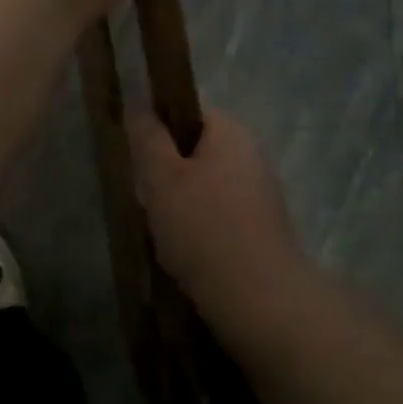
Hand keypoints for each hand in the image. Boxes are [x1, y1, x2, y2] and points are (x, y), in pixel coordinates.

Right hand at [130, 109, 307, 333]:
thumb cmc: (204, 228)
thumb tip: (138, 101)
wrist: (261, 302)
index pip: (188, 114)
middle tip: (149, 202)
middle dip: (169, 176)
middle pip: (197, 153)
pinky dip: (203, 231)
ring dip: (183, 207)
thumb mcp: (162, 178)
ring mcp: (262, 194)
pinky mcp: (264, 230)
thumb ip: (148, 137)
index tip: (142, 163)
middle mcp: (252, 155)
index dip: (160, 134)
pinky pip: (222, 217)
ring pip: (207, 188)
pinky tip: (188, 257)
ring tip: (165, 235)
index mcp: (231, 132)